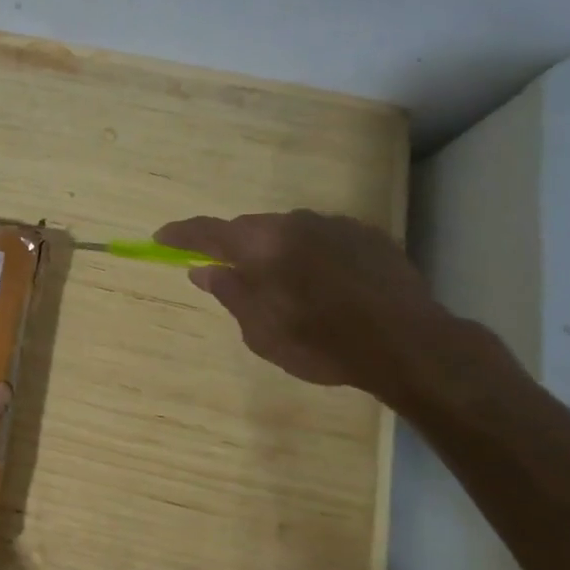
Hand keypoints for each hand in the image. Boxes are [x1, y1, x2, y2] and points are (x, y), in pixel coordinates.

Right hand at [155, 210, 462, 403]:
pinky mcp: (364, 233)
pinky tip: (322, 282)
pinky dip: (308, 252)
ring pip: (286, 230)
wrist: (409, 344)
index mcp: (261, 246)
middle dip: (232, 246)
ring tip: (282, 284)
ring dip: (273, 249)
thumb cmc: (323, 345)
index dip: (180, 234)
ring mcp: (332, 224)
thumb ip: (230, 294)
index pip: (207, 231)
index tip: (160, 238)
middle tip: (226, 272)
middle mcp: (293, 223)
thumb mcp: (262, 333)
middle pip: (248, 227)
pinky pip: (320, 236)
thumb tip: (203, 270)